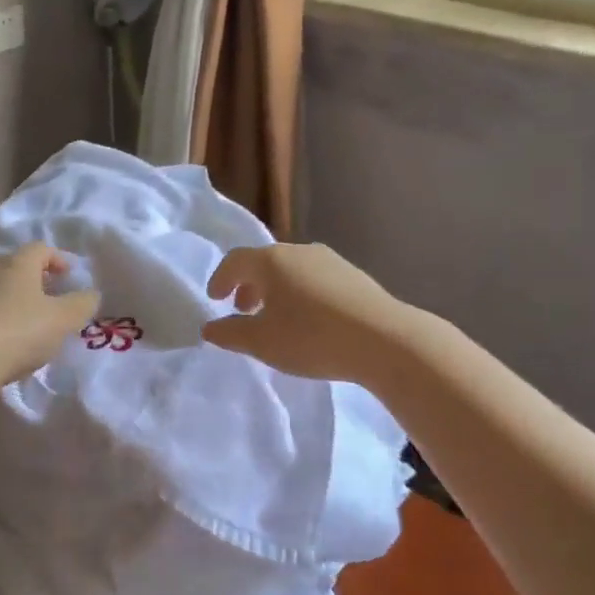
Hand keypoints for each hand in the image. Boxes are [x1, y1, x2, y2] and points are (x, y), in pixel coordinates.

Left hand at [0, 243, 99, 385]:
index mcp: (17, 264)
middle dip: (35, 281)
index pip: (41, 249)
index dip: (58, 260)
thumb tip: (90, 294)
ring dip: (12, 301)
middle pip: (16, 268)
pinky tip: (1, 340)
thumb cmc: (21, 332)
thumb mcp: (64, 319)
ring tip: (26, 324)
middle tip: (50, 301)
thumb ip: (82, 304)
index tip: (69, 278)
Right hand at [201, 243, 411, 384]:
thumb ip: (230, 334)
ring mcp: (331, 261)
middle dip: (249, 285)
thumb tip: (210, 328)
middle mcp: (299, 251)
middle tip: (242, 310)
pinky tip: (309, 320)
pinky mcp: (354, 276)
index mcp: (272, 261)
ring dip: (276, 290)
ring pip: (292, 270)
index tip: (215, 299)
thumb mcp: (262, 342)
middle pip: (265, 262)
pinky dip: (300, 293)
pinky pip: (315, 279)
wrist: (384, 340)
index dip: (221, 279)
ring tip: (276, 317)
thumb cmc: (311, 338)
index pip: (235, 260)